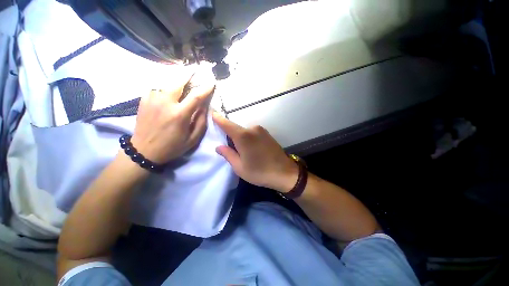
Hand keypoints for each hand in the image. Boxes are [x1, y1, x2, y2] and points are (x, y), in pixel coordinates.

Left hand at [131, 73, 214, 163]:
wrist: (144, 151)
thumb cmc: (172, 147)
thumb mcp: (192, 140)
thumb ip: (200, 123)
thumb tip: (204, 108)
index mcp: (179, 115)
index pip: (195, 97)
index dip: (205, 89)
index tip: (211, 83)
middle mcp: (165, 103)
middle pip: (177, 82)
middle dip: (187, 74)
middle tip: (194, 68)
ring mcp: (152, 100)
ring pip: (165, 83)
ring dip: (175, 81)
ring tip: (182, 79)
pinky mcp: (143, 101)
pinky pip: (156, 88)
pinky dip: (164, 87)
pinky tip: (168, 91)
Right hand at [212, 113, 298, 192]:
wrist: (285, 172)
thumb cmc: (260, 172)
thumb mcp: (240, 167)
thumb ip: (228, 154)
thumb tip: (218, 147)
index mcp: (243, 136)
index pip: (226, 124)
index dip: (218, 119)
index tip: (212, 113)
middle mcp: (252, 129)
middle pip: (236, 128)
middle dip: (230, 134)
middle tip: (229, 147)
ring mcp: (261, 130)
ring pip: (245, 131)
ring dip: (240, 138)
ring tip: (242, 151)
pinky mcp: (267, 134)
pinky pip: (253, 133)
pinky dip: (248, 138)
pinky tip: (251, 149)